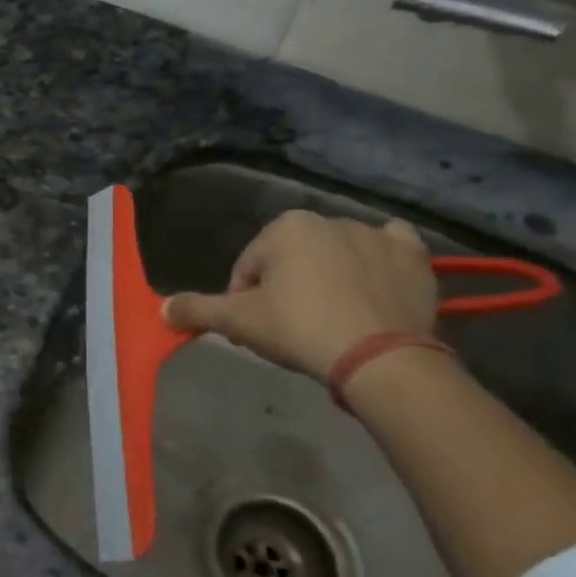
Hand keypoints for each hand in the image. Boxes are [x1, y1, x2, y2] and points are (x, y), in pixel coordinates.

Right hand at [163, 210, 436, 381]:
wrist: (379, 357)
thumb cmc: (298, 328)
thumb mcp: (237, 322)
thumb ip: (196, 310)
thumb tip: (161, 309)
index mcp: (286, 227)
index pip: (249, 268)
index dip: (244, 301)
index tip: (255, 330)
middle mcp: (330, 219)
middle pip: (292, 260)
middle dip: (286, 289)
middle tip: (290, 329)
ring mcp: (377, 235)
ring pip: (336, 256)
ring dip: (327, 278)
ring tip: (330, 321)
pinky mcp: (414, 257)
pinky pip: (389, 250)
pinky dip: (378, 262)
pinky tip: (372, 286)